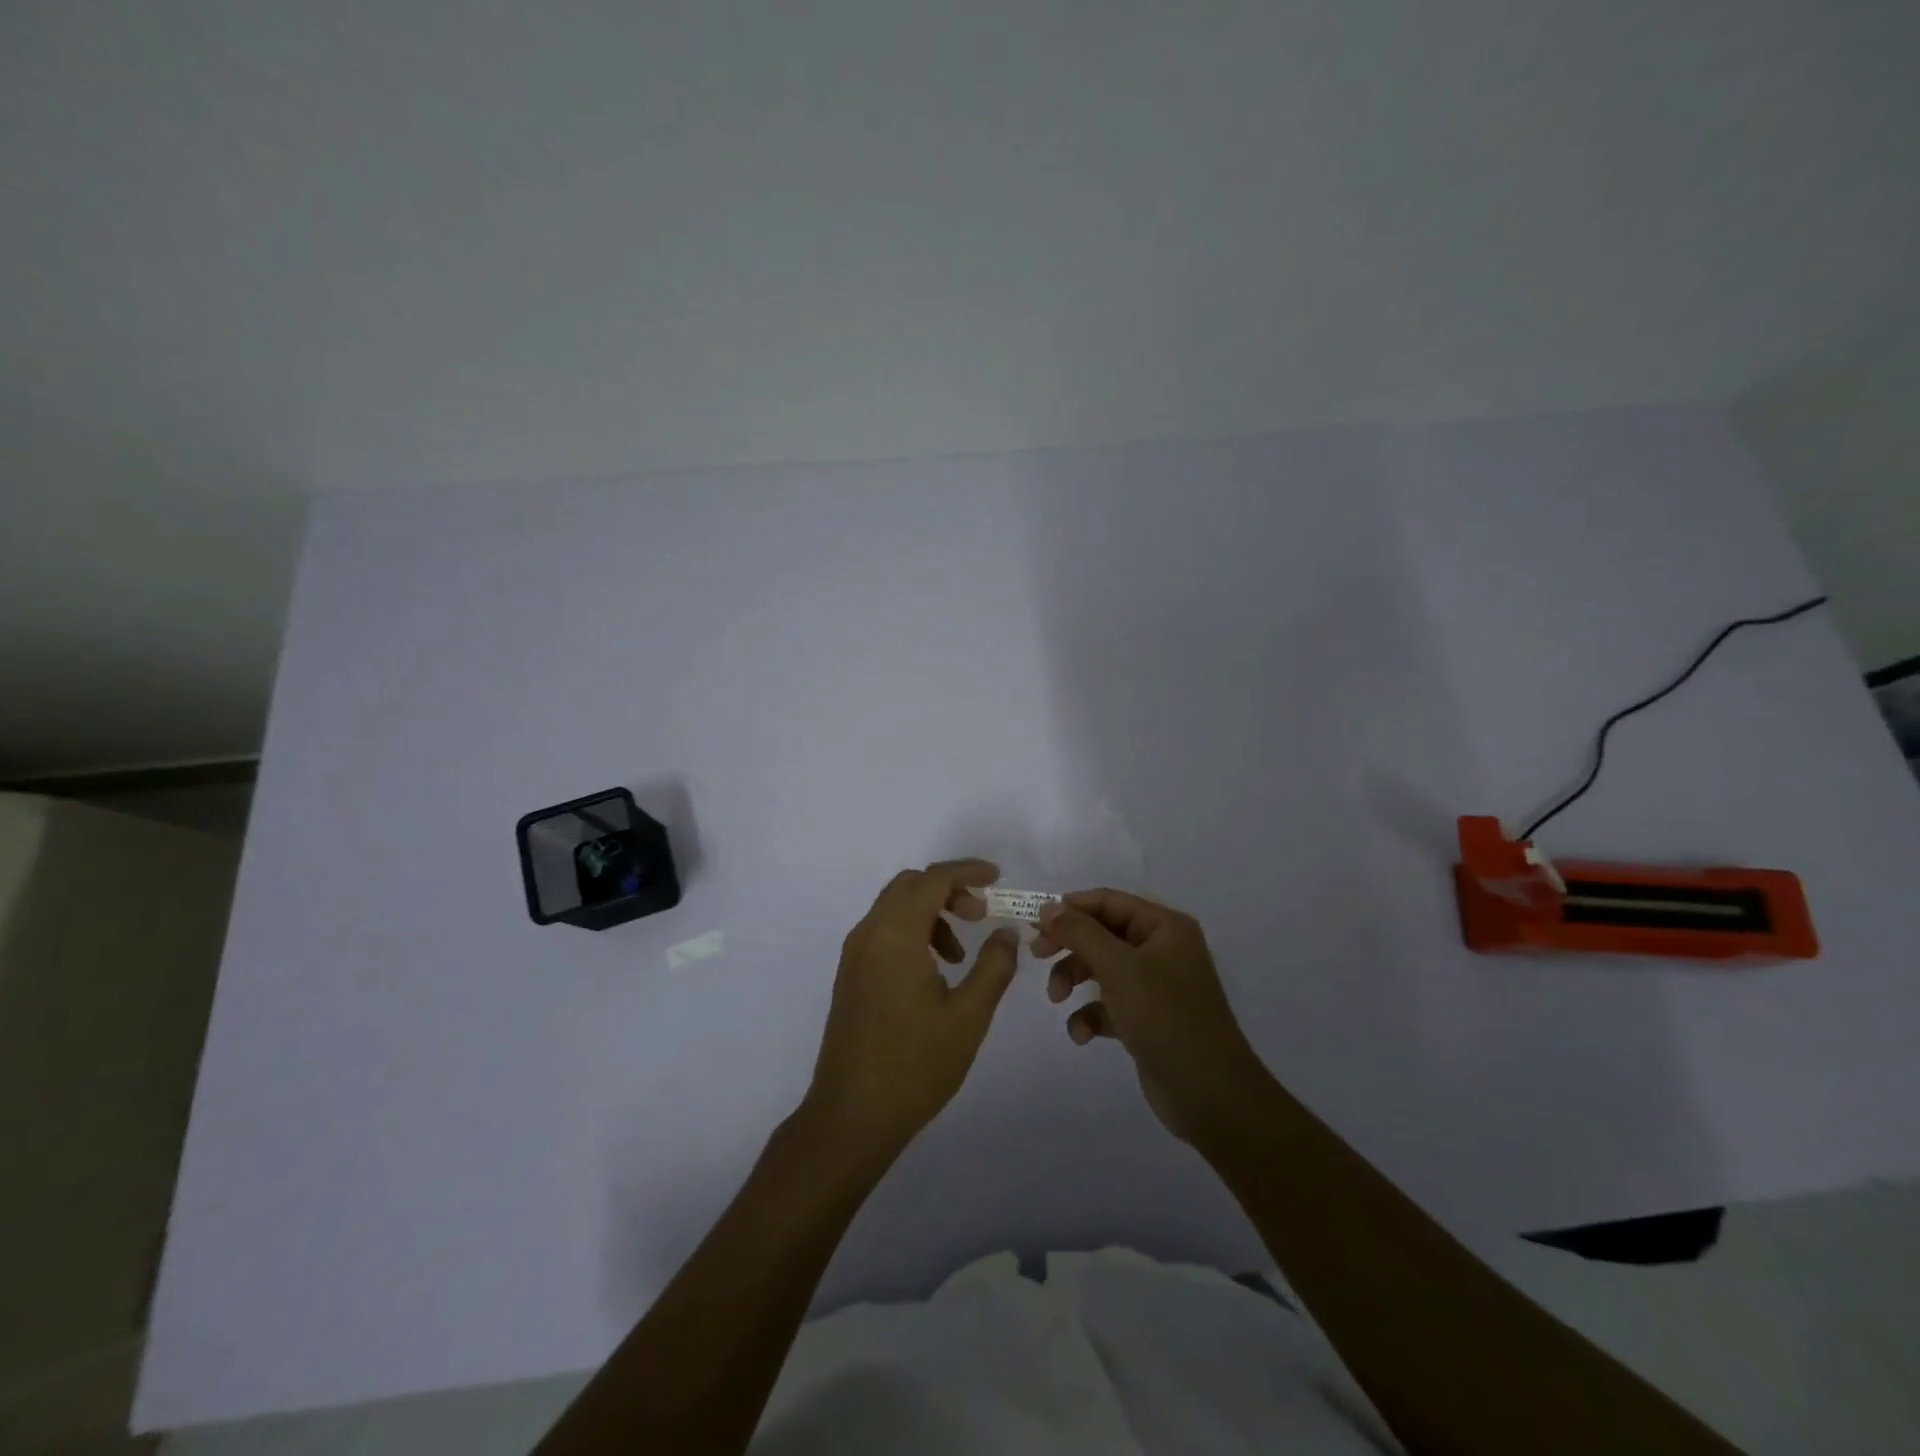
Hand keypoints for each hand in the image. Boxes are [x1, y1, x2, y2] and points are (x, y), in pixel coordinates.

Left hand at [804, 860, 1020, 1161]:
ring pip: (895, 908)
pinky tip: (935, 972)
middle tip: (981, 915)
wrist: (851, 1116)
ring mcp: (854, 954)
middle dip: (949, 890)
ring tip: (962, 955)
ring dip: (931, 913)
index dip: (967, 871)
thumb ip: (993, 966)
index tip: (997, 878)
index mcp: (895, 934)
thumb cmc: (915, 1065)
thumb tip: (1007, 933)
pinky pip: (883, 931)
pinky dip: (912, 932)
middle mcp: (868, 933)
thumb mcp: (968, 1016)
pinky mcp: (850, 975)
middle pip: (910, 886)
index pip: (933, 879)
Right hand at [1034, 889, 1264, 1140]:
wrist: (1209, 1094)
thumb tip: (1049, 907)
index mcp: (1165, 927)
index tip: (1036, 923)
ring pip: (1101, 969)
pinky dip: (1091, 1014)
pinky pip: (1109, 1004)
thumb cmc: (1164, 1016)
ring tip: (1057, 999)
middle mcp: (1162, 950)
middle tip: (1037, 956)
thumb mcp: (1117, 967)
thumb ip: (1080, 932)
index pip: (1109, 901)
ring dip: (1074, 980)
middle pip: (1102, 933)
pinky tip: (1082, 1034)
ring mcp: (1155, 986)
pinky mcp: (1147, 1019)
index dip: (1071, 908)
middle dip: (1070, 946)